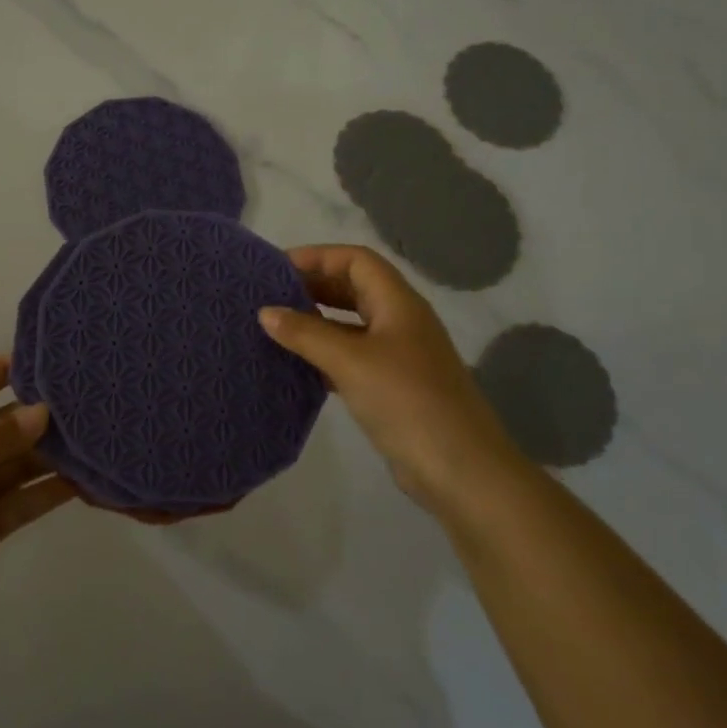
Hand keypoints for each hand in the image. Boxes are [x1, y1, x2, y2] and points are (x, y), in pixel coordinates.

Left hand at [0, 356, 75, 652]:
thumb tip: (43, 411)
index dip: (6, 370)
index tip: (52, 360)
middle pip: (8, 424)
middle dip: (44, 414)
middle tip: (93, 402)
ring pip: (25, 462)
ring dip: (56, 453)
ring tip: (100, 438)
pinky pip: (28, 500)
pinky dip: (55, 490)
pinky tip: (89, 480)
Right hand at [259, 244, 520, 509]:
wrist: (461, 470)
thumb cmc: (407, 401)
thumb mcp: (350, 361)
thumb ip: (306, 333)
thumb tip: (265, 312)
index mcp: (398, 303)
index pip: (355, 260)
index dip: (317, 256)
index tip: (276, 270)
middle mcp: (400, 321)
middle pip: (353, 288)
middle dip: (313, 286)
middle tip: (269, 296)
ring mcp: (398, 356)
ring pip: (350, 325)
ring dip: (316, 322)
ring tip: (274, 327)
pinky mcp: (392, 387)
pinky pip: (351, 357)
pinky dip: (324, 354)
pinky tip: (296, 365)